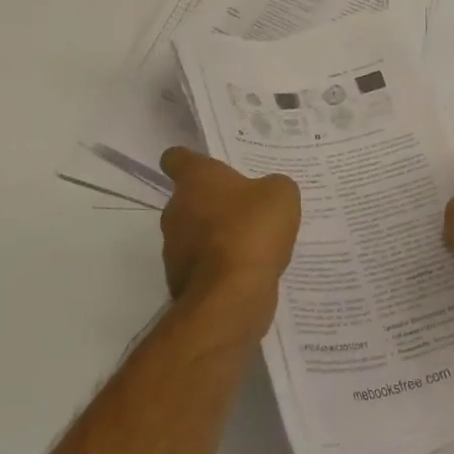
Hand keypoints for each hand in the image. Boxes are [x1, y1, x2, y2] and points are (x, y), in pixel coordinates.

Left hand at [158, 148, 301, 311]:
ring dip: (214, 237)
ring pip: (193, 234)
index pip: (176, 158)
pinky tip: (244, 272)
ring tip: (249, 246)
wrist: (231, 296)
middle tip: (244, 209)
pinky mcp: (178, 282)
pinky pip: (200, 266)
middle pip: (188, 199)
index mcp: (195, 179)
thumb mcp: (280, 194)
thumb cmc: (252, 230)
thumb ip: (271, 186)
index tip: (205, 167)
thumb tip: (265, 193)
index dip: (188, 160)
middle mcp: (175, 209)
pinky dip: (216, 268)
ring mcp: (172, 249)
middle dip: (212, 204)